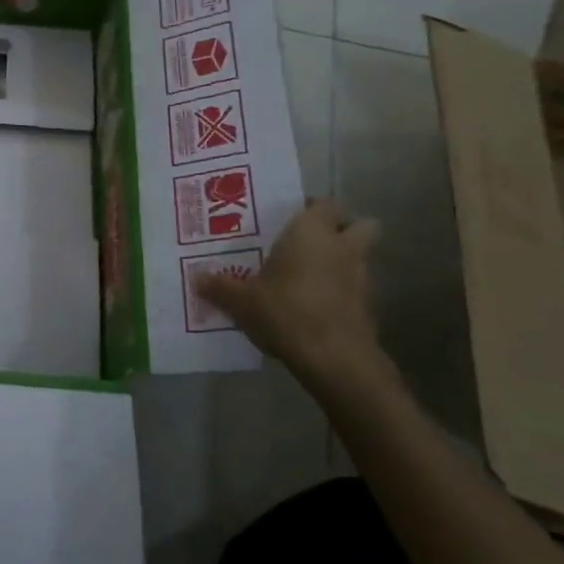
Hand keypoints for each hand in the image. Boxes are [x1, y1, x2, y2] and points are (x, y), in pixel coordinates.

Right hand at [198, 199, 392, 390]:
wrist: (335, 360)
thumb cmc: (286, 311)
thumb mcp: (241, 301)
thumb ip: (219, 287)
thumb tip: (195, 278)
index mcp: (311, 232)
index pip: (325, 204)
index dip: (311, 208)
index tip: (289, 219)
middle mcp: (341, 247)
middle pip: (359, 225)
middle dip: (341, 229)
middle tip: (309, 242)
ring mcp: (361, 277)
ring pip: (359, 257)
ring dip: (340, 262)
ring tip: (307, 276)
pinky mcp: (368, 308)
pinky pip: (355, 289)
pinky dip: (341, 292)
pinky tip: (314, 306)